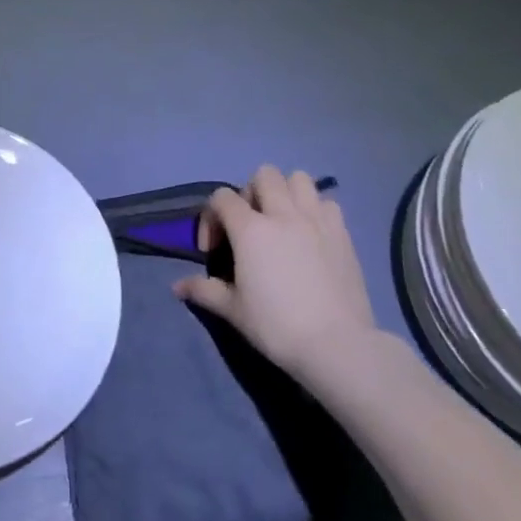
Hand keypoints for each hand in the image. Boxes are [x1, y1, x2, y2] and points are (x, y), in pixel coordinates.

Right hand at [174, 166, 377, 391]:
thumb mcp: (234, 311)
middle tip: (250, 226)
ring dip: (286, 192)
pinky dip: (316, 209)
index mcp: (251, 229)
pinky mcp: (342, 233)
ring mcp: (316, 220)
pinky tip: (312, 234)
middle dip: (251, 193)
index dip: (211, 217)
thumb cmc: (277, 326)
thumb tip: (178, 286)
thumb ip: (204, 290)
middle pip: (264, 175)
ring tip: (283, 221)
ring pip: (299, 179)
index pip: (222, 197)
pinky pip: (327, 202)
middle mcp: (283, 214)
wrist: (337, 345)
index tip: (214, 249)